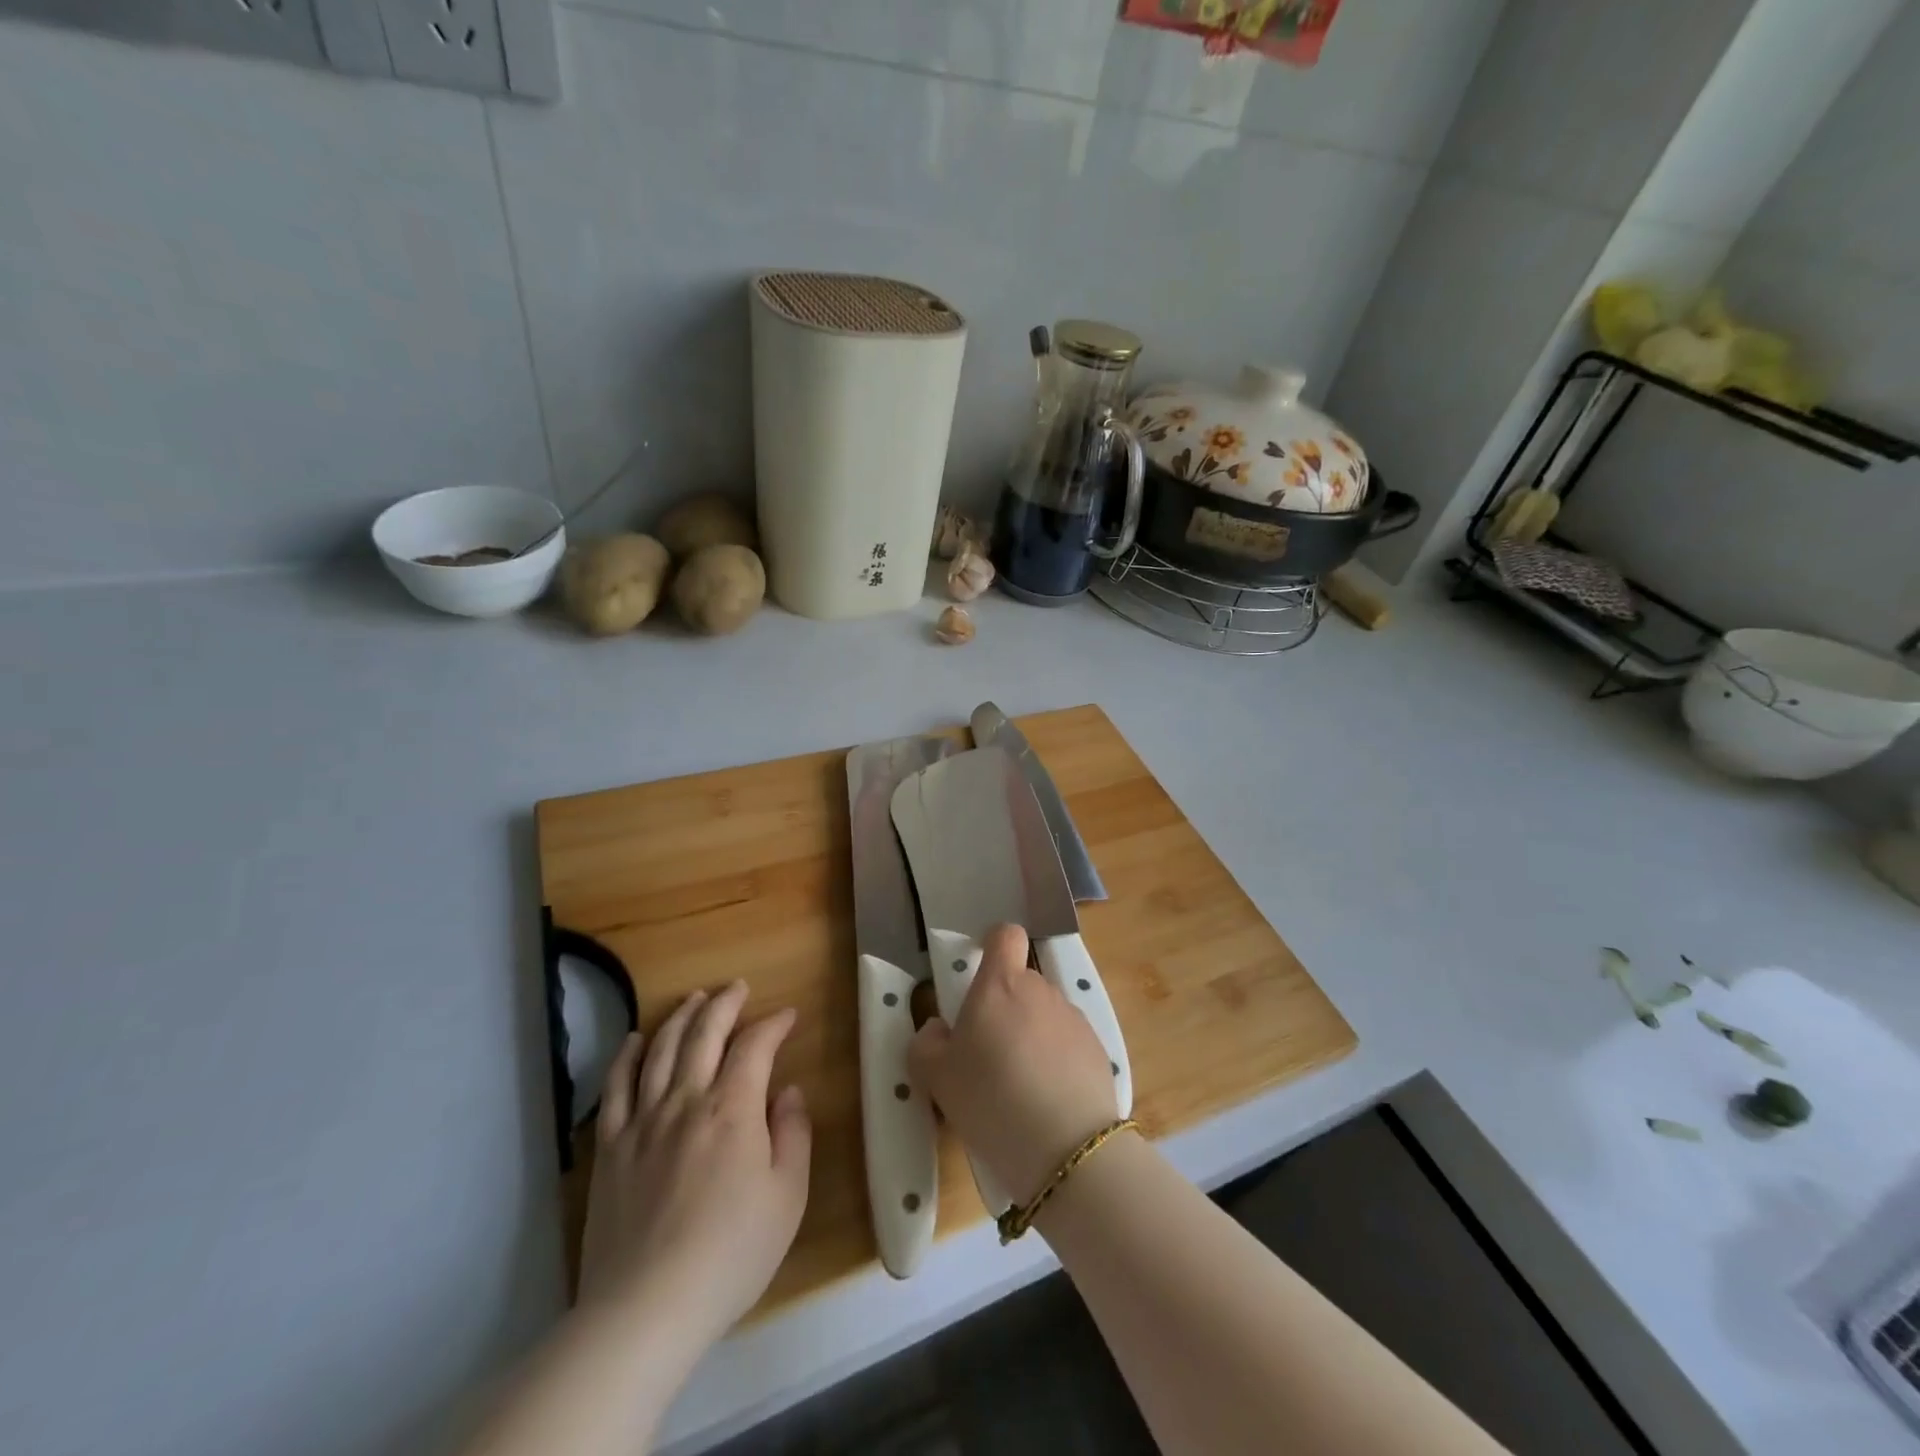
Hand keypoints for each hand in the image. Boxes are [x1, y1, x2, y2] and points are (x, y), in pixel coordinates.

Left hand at [579, 981, 811, 1353]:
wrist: (645, 1309)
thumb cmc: (730, 1254)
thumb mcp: (787, 1197)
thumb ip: (793, 1135)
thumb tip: (789, 1092)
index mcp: (733, 1108)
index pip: (755, 1046)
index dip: (773, 1024)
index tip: (788, 1015)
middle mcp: (686, 1100)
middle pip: (704, 1034)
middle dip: (724, 1003)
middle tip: (737, 987)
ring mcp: (642, 1121)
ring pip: (661, 1050)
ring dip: (680, 1017)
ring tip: (694, 999)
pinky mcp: (610, 1147)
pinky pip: (616, 1087)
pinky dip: (628, 1056)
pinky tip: (636, 1040)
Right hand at [908, 924, 1118, 1204]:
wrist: (1067, 1148)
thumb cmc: (991, 1100)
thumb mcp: (936, 1078)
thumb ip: (927, 1043)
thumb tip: (938, 1029)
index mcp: (1000, 984)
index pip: (1004, 935)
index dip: (992, 945)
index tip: (980, 972)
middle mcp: (1040, 990)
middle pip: (1021, 982)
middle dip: (1005, 1007)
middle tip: (987, 1052)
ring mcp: (1073, 1018)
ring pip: (1044, 1014)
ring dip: (1030, 1035)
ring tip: (1018, 1086)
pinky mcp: (1097, 1049)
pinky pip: (1067, 1043)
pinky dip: (1055, 1060)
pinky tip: (1047, 1101)